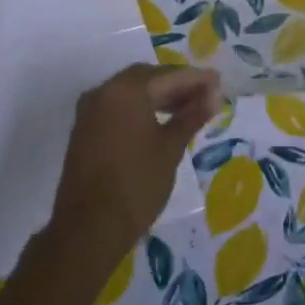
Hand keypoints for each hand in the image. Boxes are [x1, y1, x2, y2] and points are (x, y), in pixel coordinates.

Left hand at [48, 64, 222, 275]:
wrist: (89, 228)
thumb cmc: (136, 185)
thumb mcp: (170, 149)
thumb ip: (191, 116)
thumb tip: (213, 96)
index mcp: (126, 91)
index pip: (168, 75)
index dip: (196, 78)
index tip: (219, 82)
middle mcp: (103, 91)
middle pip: (147, 78)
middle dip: (177, 84)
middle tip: (205, 95)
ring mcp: (90, 110)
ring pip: (131, 91)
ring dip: (159, 95)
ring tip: (188, 109)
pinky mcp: (85, 129)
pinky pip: (118, 106)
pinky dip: (141, 107)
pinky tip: (161, 121)